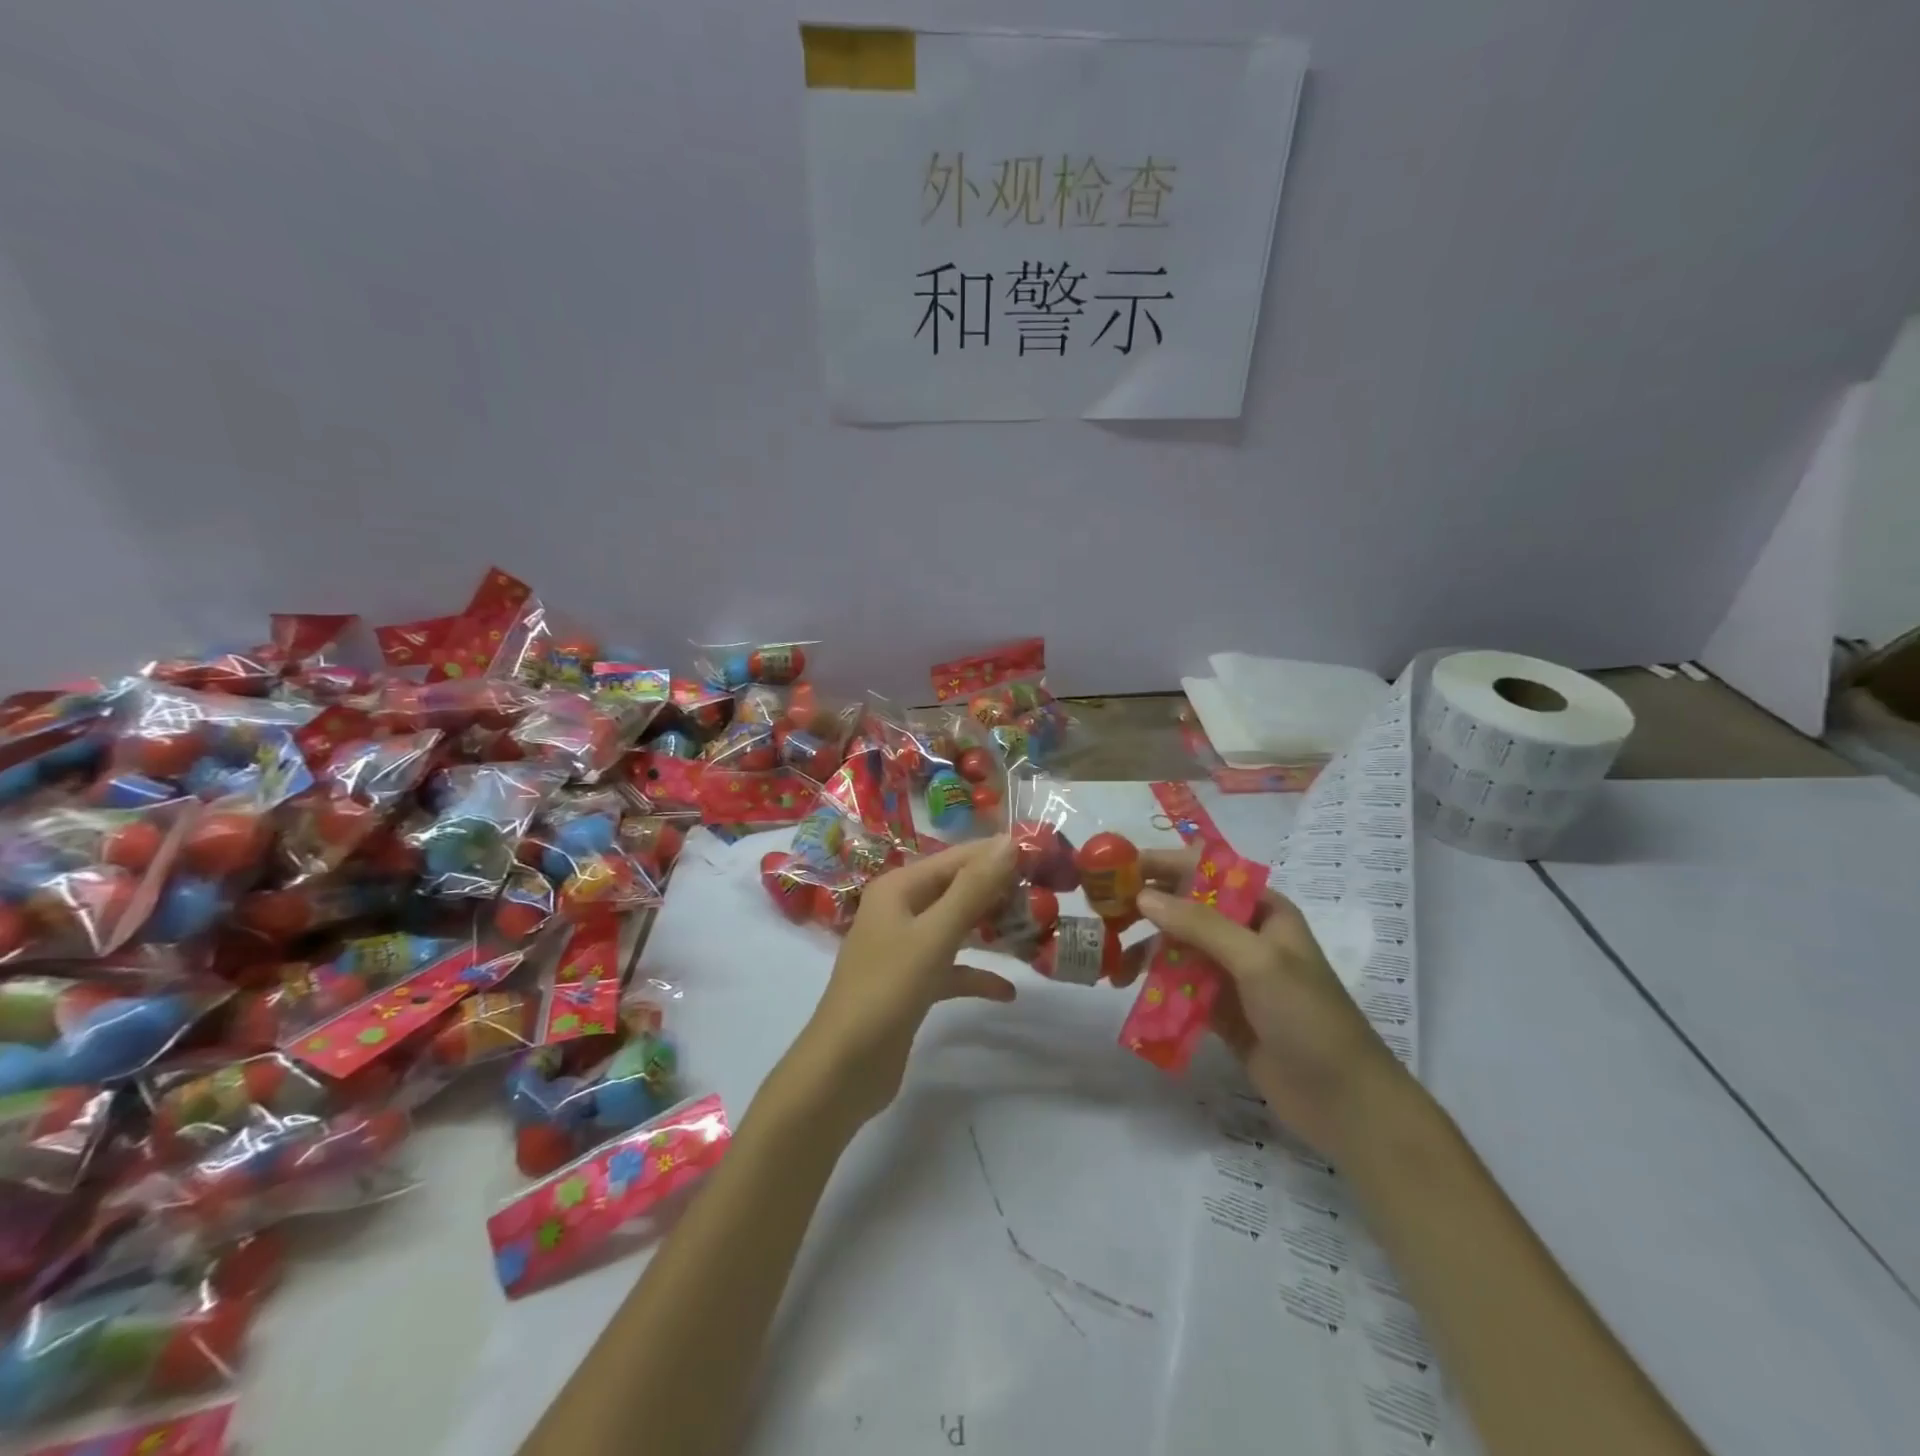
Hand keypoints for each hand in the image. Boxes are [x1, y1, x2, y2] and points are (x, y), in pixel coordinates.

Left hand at [790, 836, 1019, 1128]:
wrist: (843, 1069)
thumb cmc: (887, 991)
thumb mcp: (934, 935)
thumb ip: (973, 888)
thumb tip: (1009, 842)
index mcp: (899, 888)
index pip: (958, 858)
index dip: (999, 855)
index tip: (1046, 857)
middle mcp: (901, 909)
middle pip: (959, 889)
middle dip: (1001, 893)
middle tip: (1050, 897)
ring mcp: (905, 948)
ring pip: (958, 927)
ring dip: (993, 929)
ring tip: (1038, 932)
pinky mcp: (912, 983)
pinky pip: (952, 968)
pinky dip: (978, 974)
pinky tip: (1009, 991)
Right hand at [1125, 849, 1409, 1158]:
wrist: (1344, 1103)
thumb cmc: (1308, 1017)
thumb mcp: (1257, 960)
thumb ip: (1200, 924)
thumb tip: (1143, 896)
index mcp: (1262, 910)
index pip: (1205, 871)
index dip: (1162, 864)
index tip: (1117, 869)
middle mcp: (1244, 934)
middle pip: (1185, 908)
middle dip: (1145, 909)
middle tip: (1103, 916)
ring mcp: (1231, 974)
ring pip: (1177, 948)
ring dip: (1144, 951)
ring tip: (1111, 965)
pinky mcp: (1220, 1010)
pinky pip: (1179, 986)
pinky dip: (1154, 985)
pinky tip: (1128, 992)